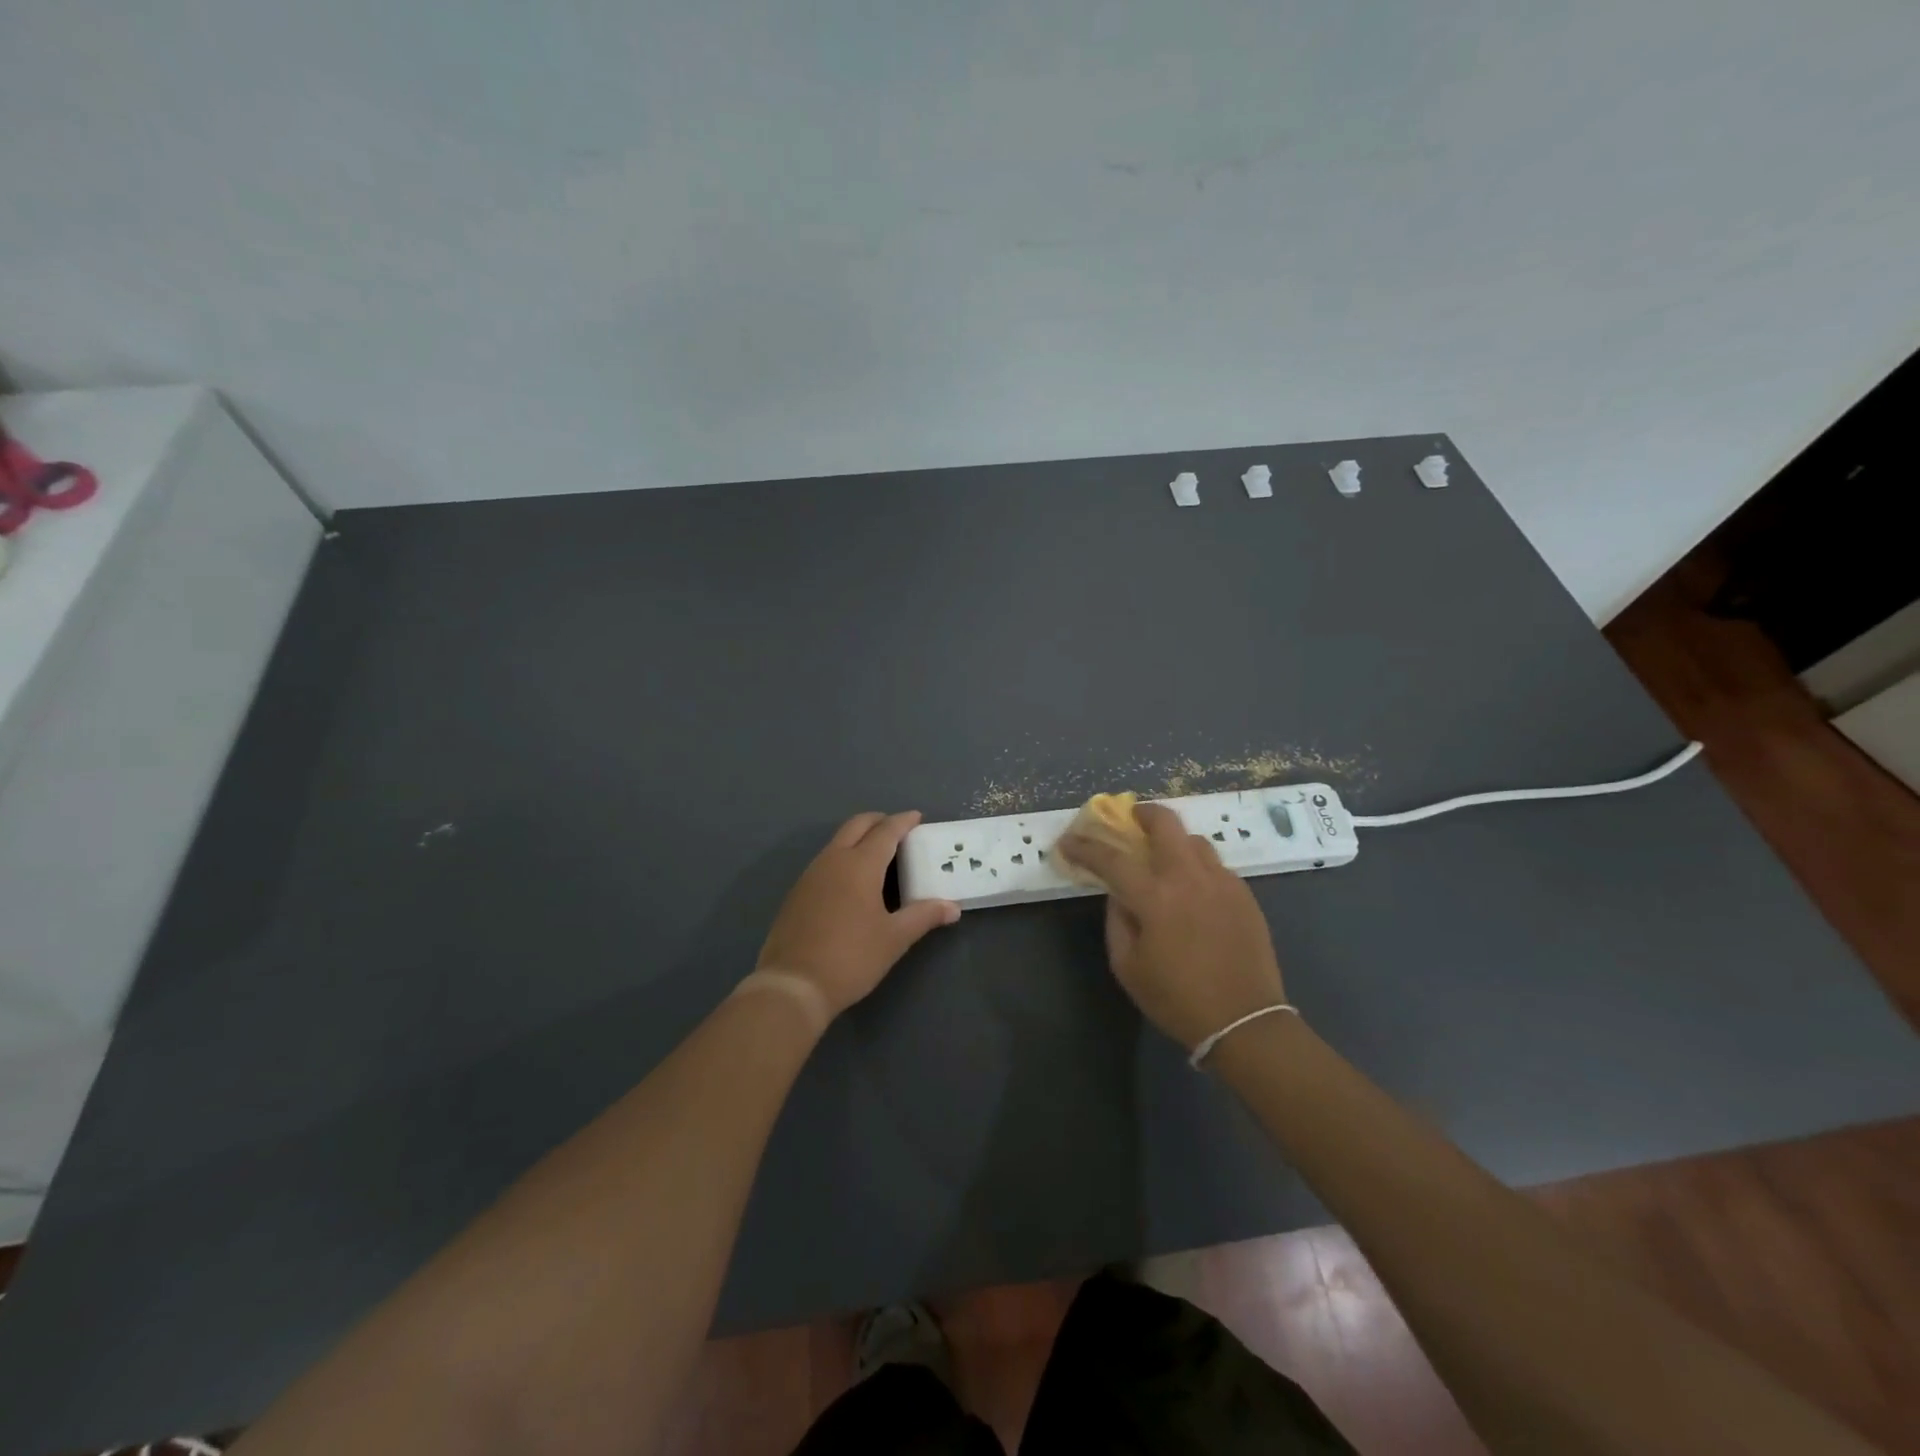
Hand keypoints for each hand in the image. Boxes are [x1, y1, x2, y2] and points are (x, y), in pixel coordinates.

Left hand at [756, 811, 961, 1017]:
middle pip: (857, 825)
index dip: (903, 822)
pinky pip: (825, 861)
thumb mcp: (894, 938)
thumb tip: (952, 908)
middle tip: (898, 829)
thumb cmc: (851, 957)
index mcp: (860, 864)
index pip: (886, 831)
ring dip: (859, 837)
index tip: (917, 817)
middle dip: (878, 821)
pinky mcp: (797, 893)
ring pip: (837, 841)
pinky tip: (852, 881)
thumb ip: (924, 916)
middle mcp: (833, 860)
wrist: (793, 985)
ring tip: (878, 853)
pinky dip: (844, 856)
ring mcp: (810, 875)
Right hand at [1058, 802, 1286, 1050]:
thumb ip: (1117, 921)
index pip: (1112, 858)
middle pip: (1166, 823)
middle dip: (1142, 813)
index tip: (1068, 841)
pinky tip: (1192, 890)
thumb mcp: (1128, 967)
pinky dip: (1196, 866)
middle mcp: (1190, 878)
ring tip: (1163, 859)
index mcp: (1156, 897)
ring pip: (1194, 840)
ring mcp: (1222, 882)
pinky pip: (1215, 865)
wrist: (1246, 1021)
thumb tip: (1118, 893)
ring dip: (1173, 841)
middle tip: (1130, 821)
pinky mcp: (1244, 894)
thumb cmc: (1177, 999)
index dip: (1085, 847)